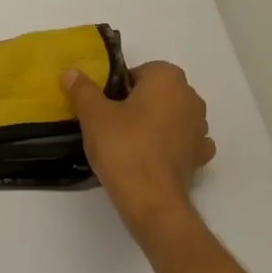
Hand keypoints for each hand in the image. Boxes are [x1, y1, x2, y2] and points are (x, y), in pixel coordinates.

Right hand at [62, 61, 215, 235]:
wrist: (151, 200)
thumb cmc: (123, 147)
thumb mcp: (94, 115)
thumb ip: (83, 90)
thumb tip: (71, 72)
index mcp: (168, 78)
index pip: (139, 72)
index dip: (118, 88)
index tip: (104, 107)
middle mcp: (190, 97)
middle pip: (157, 93)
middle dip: (138, 104)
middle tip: (112, 124)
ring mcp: (200, 128)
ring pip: (172, 116)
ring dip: (156, 124)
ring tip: (129, 144)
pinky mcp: (200, 156)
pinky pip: (182, 142)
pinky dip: (169, 146)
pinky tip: (152, 158)